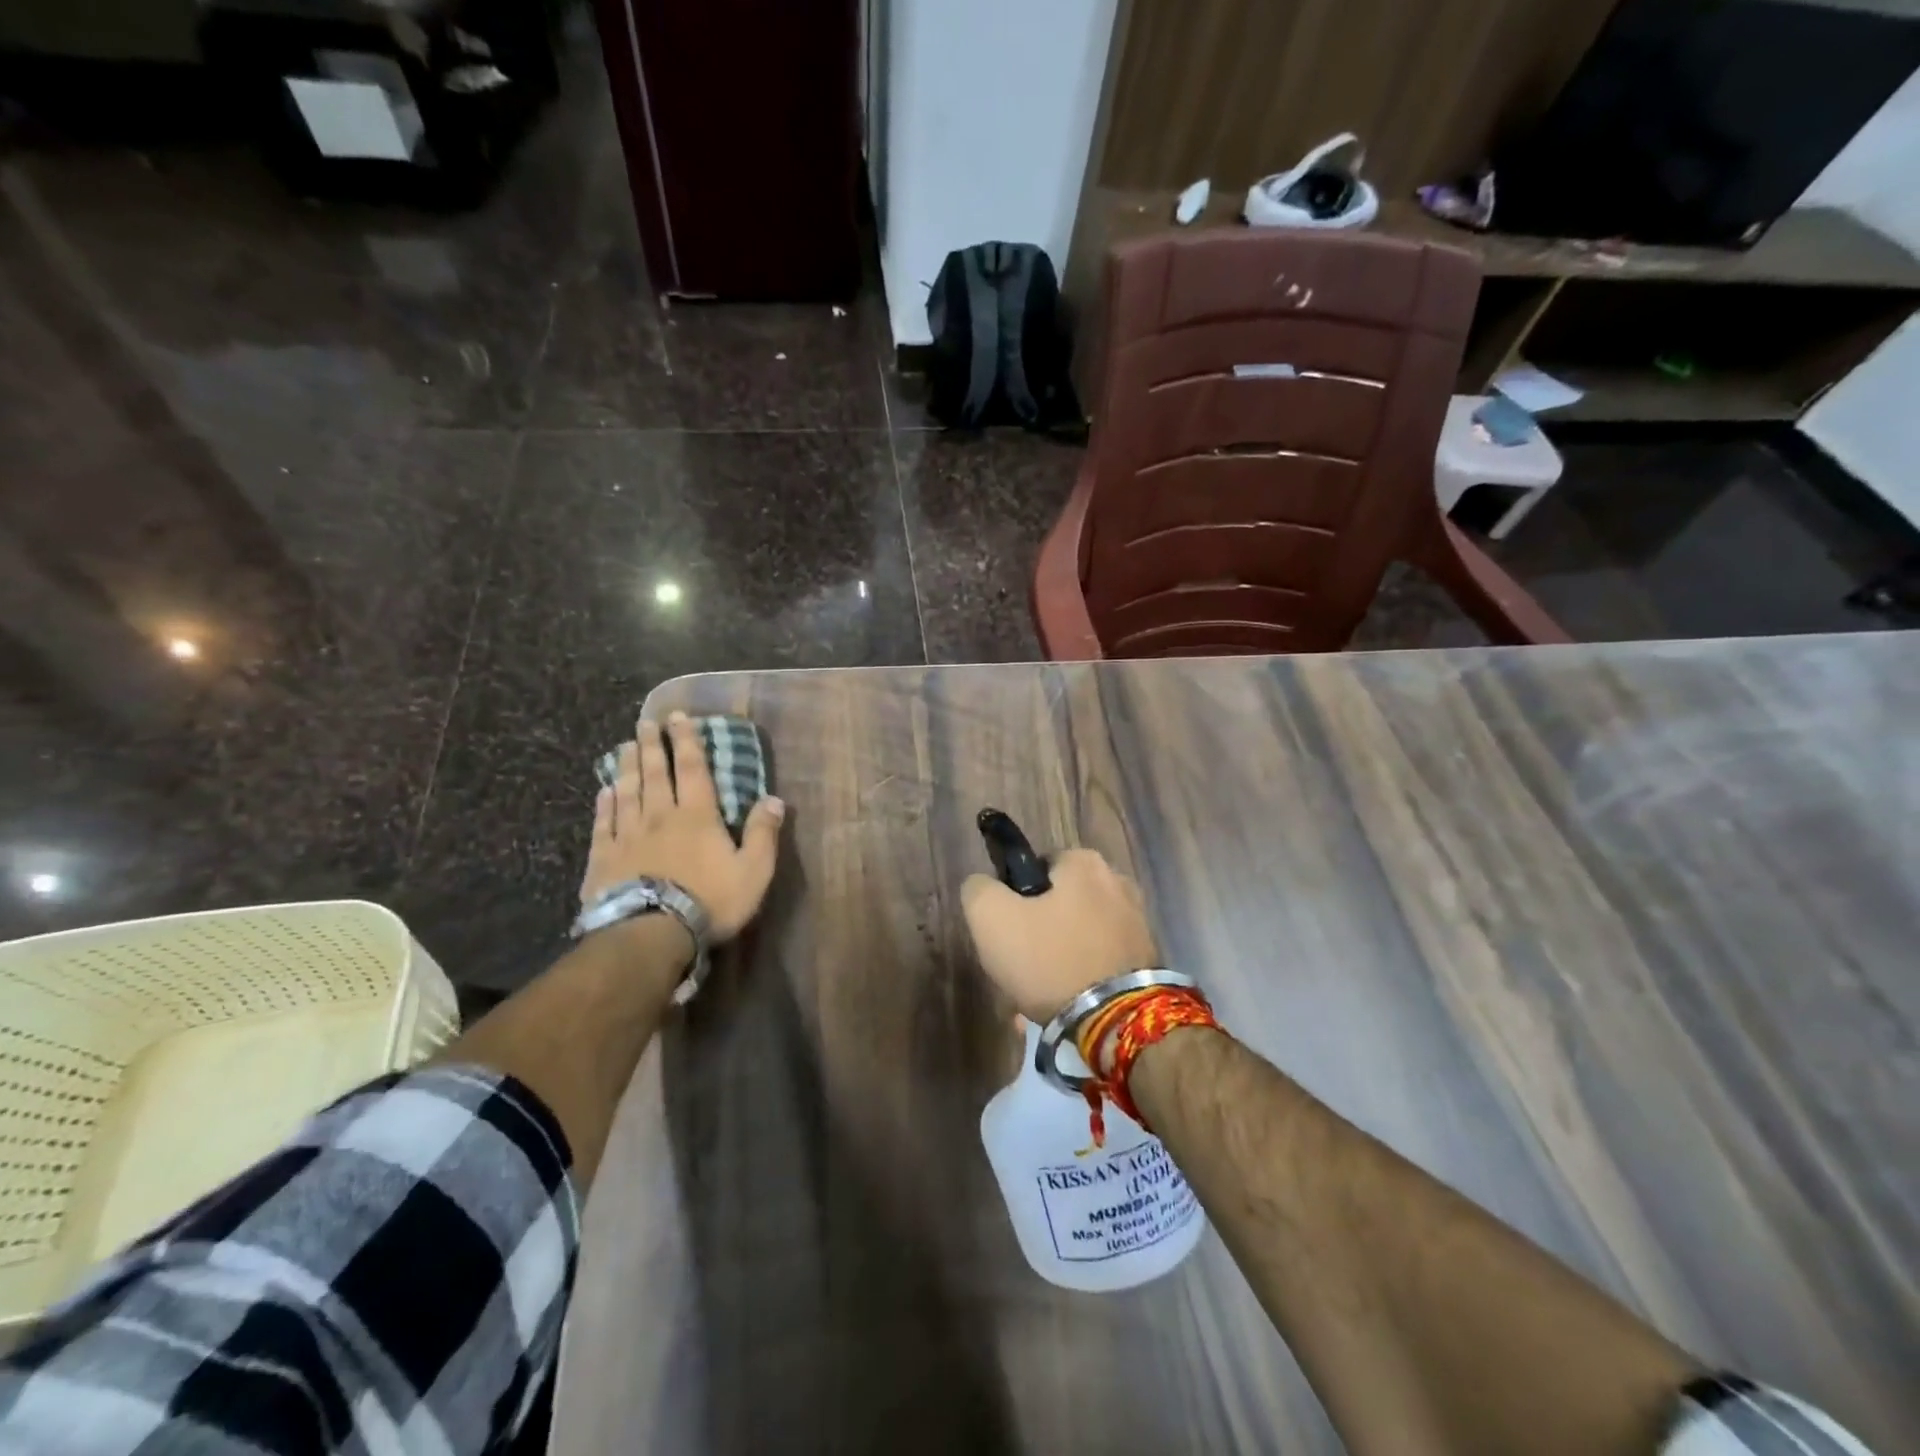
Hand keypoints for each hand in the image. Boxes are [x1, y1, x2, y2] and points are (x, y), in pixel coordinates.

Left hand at [580, 713, 785, 942]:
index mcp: (697, 816)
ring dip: (628, 766)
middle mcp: (660, 816)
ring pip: (627, 791)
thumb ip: (763, 833)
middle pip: (655, 773)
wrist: (650, 934)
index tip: (678, 717)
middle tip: (645, 722)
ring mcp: (628, 835)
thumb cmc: (709, 901)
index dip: (687, 741)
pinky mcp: (604, 858)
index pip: (693, 769)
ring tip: (624, 746)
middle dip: (653, 745)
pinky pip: (603, 823)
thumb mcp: (753, 871)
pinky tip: (604, 791)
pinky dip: (604, 804)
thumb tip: (774, 799)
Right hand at [960, 849, 1160, 1022]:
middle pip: (1058, 905)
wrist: (1116, 1022)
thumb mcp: (990, 917)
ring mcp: (1137, 922)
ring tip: (1036, 998)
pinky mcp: (1147, 959)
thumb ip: (978, 889)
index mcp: (1084, 862)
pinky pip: (1098, 962)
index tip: (1006, 933)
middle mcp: (1118, 882)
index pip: (1035, 868)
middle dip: (1036, 935)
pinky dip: (1080, 979)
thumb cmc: (1049, 959)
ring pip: (1077, 937)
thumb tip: (984, 885)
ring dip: (1055, 962)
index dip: (1013, 899)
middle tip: (1017, 970)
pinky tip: (1063, 1006)